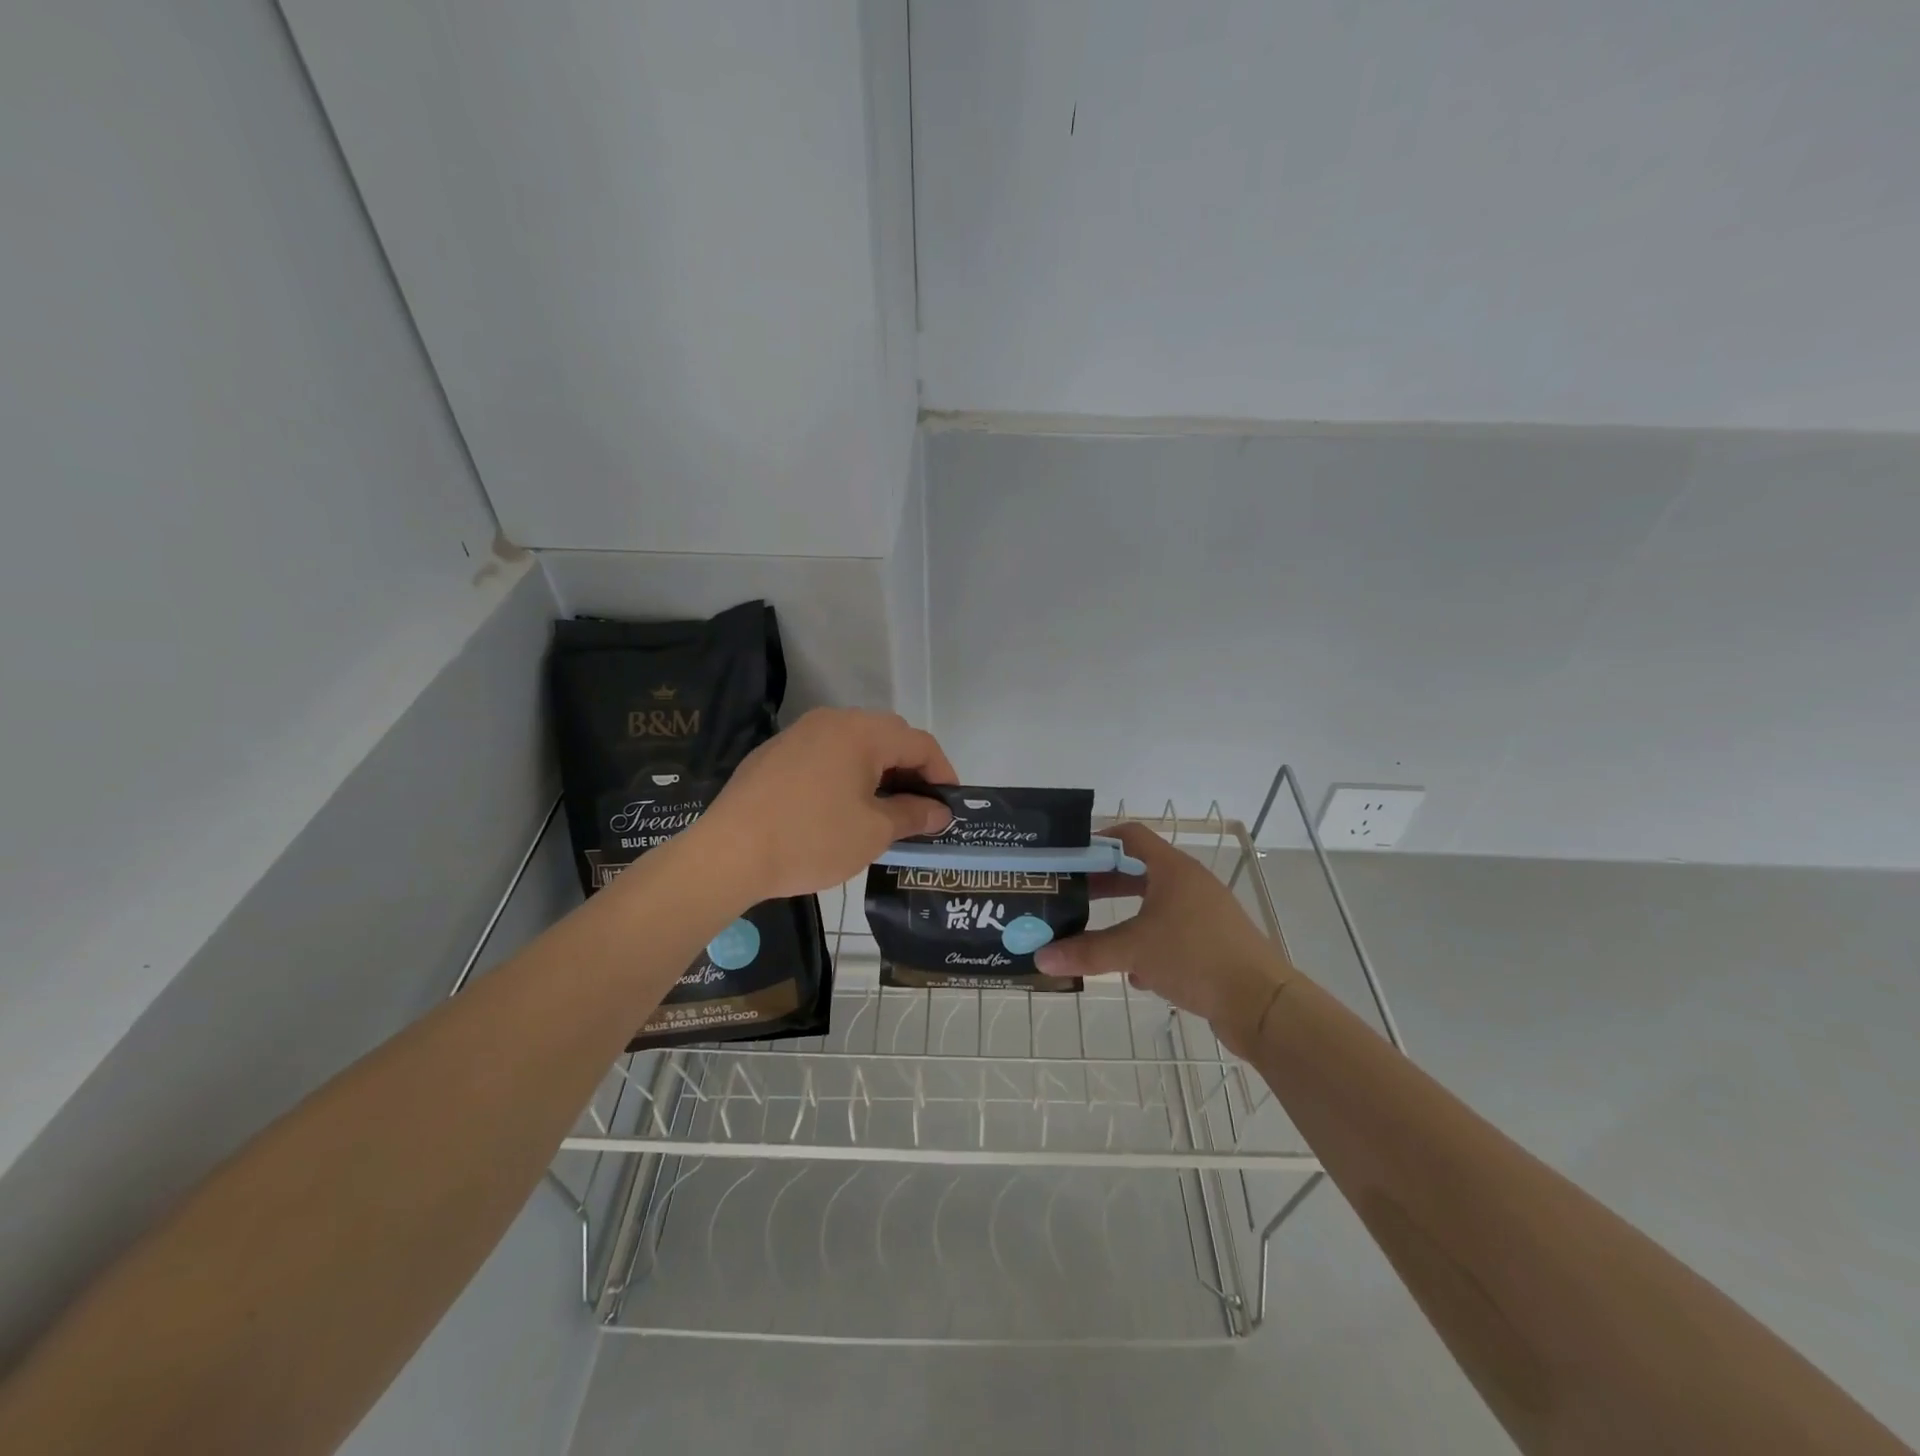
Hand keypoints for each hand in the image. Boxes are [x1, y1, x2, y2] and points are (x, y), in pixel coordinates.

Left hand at [692, 708, 956, 902]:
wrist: (729, 853)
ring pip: (855, 744)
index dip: (942, 773)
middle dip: (911, 770)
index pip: (920, 743)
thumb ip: (913, 815)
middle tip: (920, 809)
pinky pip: (826, 754)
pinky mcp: (775, 753)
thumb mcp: (873, 832)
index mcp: (862, 732)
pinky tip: (841, 807)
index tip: (950, 806)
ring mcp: (799, 733)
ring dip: (878, 772)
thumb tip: (940, 811)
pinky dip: (846, 773)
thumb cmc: (812, 839)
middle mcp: (832, 720)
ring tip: (884, 810)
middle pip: (888, 737)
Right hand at [1034, 822, 1296, 1053]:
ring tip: (1095, 934)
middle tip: (1072, 896)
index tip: (1070, 857)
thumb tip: (1041, 957)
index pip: (1130, 836)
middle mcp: (1190, 884)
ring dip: (1126, 917)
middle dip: (1105, 884)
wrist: (1261, 1003)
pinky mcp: (1213, 943)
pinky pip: (1172, 933)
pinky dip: (1150, 944)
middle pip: (1139, 871)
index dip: (1099, 841)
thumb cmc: (1194, 957)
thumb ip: (1087, 952)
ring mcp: (1205, 914)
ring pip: (1155, 905)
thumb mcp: (1134, 951)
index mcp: (1172, 870)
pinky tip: (1136, 973)